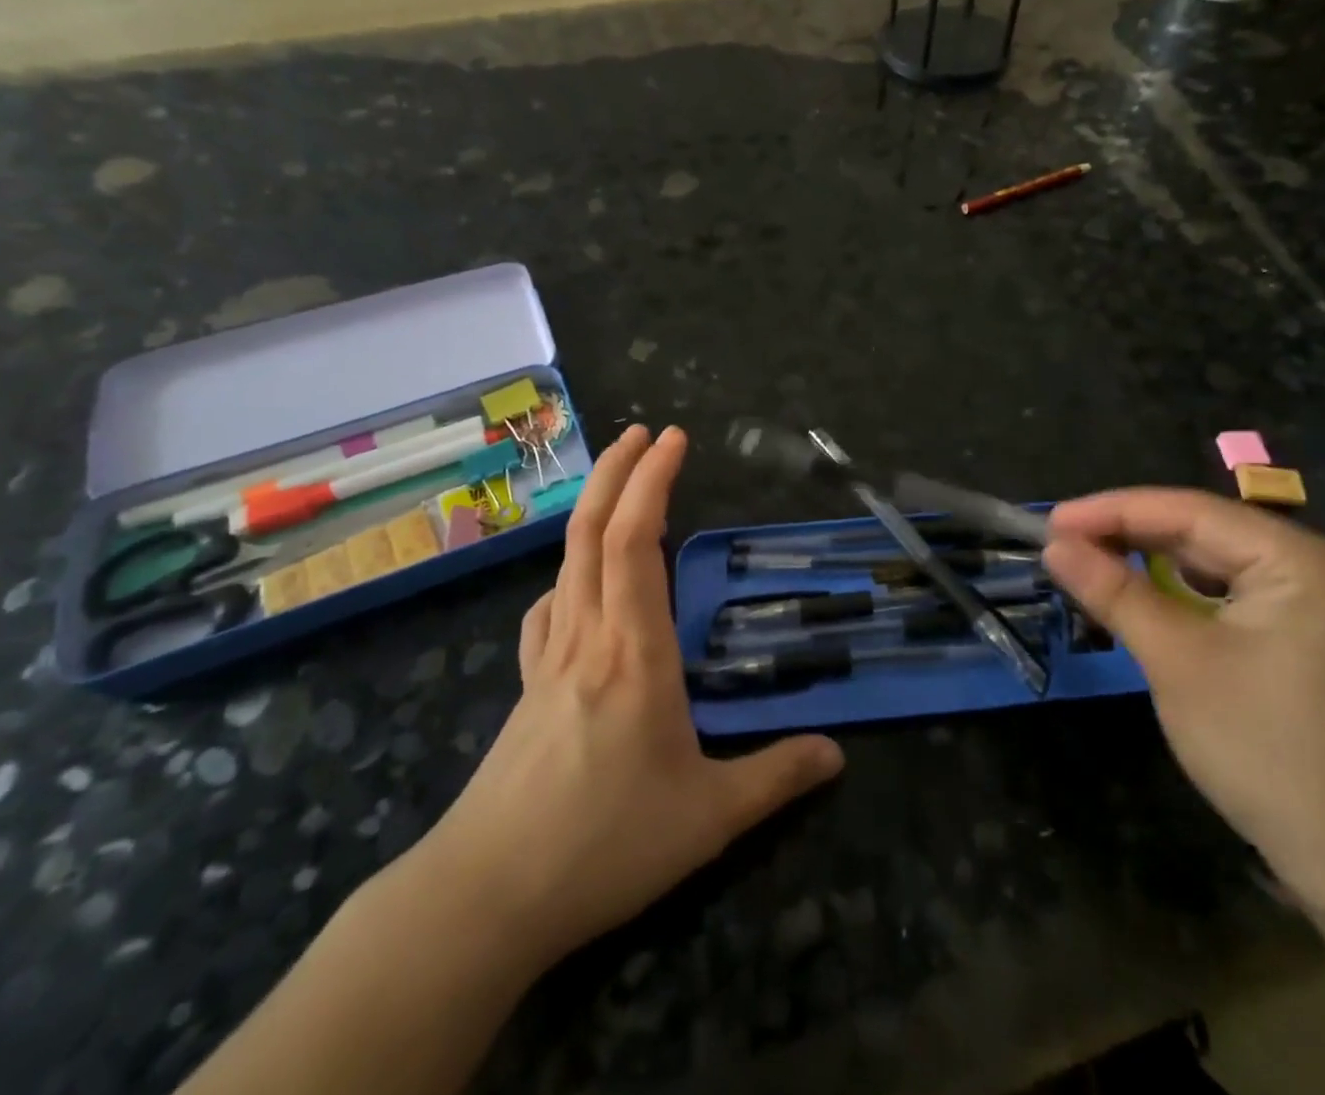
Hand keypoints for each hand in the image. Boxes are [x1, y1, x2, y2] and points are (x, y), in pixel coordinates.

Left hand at [422, 424, 843, 970]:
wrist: (487, 894)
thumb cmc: (605, 846)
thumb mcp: (709, 818)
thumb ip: (777, 778)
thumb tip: (837, 754)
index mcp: (635, 650)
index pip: (639, 540)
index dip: (654, 480)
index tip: (674, 439)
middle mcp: (588, 635)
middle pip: (593, 531)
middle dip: (618, 471)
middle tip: (643, 431)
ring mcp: (549, 657)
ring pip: (566, 561)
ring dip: (592, 510)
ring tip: (618, 486)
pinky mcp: (526, 686)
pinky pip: (547, 609)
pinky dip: (566, 576)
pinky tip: (575, 589)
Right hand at [1042, 489, 1324, 910]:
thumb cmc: (1264, 750)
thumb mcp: (1176, 661)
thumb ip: (1113, 591)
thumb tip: (1053, 544)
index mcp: (1302, 561)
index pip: (1189, 511)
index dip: (1111, 511)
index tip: (1048, 522)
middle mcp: (1320, 564)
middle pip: (1203, 530)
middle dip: (1127, 533)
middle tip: (1059, 543)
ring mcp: (1321, 599)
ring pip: (1214, 559)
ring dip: (1149, 560)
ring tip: (1087, 561)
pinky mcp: (1311, 630)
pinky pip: (1232, 589)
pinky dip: (1181, 588)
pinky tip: (1140, 591)